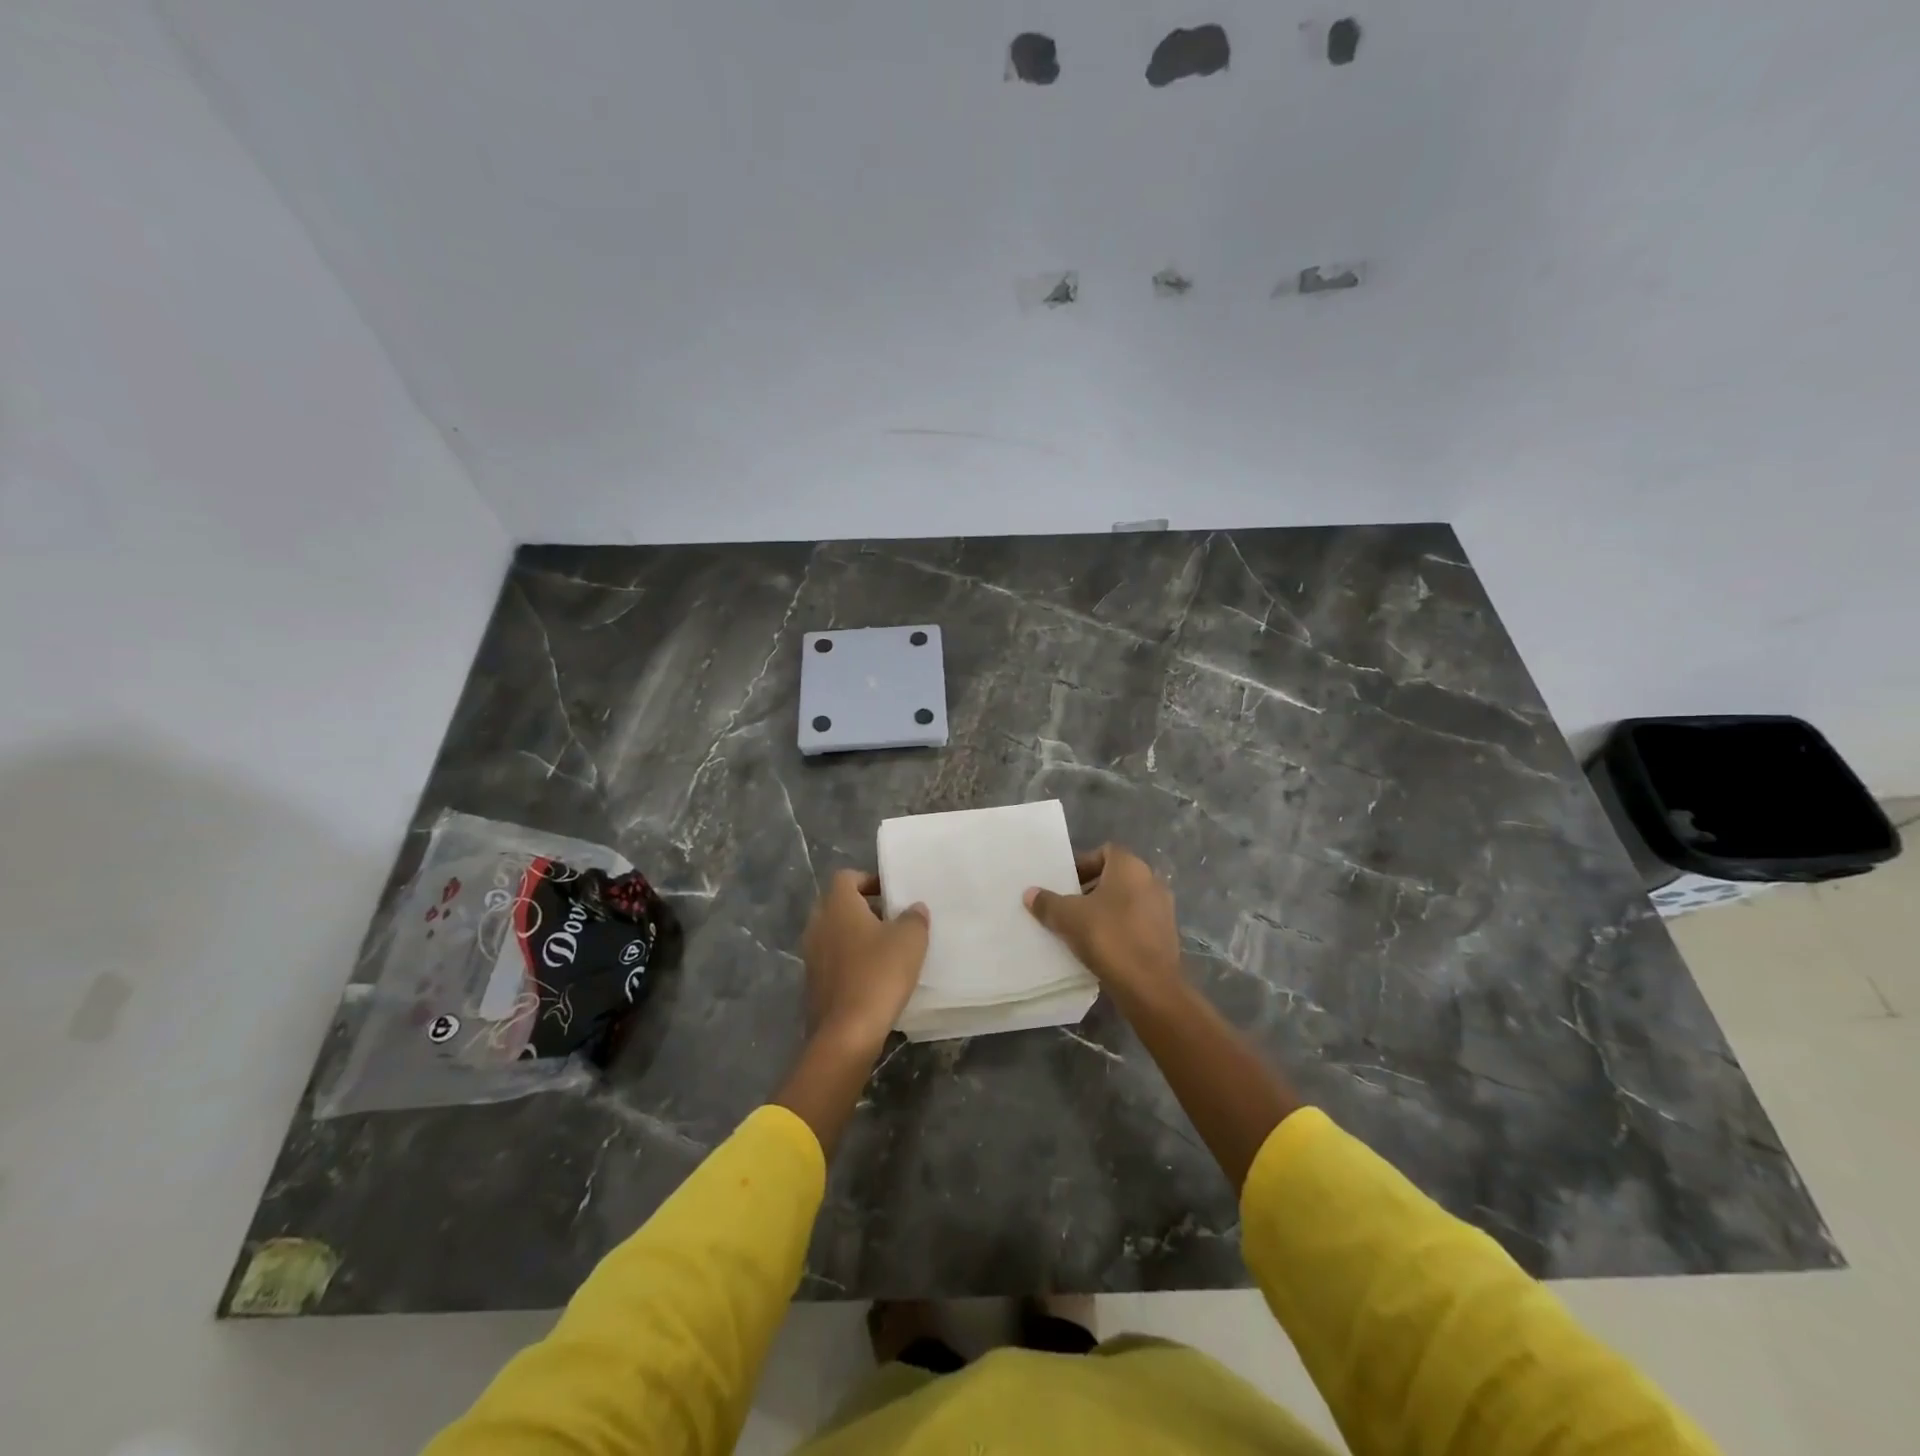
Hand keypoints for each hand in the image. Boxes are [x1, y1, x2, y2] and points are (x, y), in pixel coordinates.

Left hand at [799, 870, 930, 1053]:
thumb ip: (914, 917)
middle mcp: (818, 924)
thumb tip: (913, 908)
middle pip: (838, 904)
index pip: (847, 877)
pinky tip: (872, 976)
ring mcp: (810, 955)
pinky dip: (849, 961)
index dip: (869, 880)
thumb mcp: (910, 940)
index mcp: (838, 905)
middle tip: (891, 919)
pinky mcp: (812, 983)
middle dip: (863, 908)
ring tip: (885, 949)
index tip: (891, 895)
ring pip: (834, 933)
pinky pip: (832, 960)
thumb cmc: (879, 974)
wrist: (846, 1033)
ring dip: (856, 936)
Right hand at [1024, 845, 1181, 1002]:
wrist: (1149, 986)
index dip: (1082, 863)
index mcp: (1131, 867)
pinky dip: (1119, 927)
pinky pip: (1137, 922)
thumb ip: (1047, 902)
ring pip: (1127, 900)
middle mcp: (1151, 881)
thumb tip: (1030, 893)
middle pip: (1115, 876)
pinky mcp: (1166, 935)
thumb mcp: (1068, 918)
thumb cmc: (1108, 937)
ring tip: (1080, 927)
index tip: (1064, 882)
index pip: (1105, 851)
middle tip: (1067, 904)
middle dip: (1090, 887)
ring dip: (1105, 909)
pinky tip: (1101, 946)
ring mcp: (1163, 909)